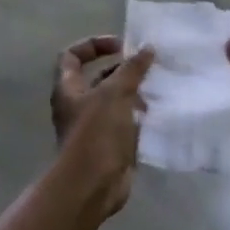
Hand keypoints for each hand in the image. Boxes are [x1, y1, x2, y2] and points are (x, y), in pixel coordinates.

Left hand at [51, 36, 154, 215]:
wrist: (92, 184)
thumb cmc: (96, 133)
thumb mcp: (115, 93)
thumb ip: (132, 69)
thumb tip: (147, 48)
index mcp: (69, 89)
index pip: (73, 56)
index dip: (94, 45)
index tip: (121, 46)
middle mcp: (79, 106)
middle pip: (99, 78)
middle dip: (124, 71)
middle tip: (150, 67)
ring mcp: (94, 127)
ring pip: (116, 102)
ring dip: (136, 94)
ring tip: (159, 90)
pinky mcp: (111, 146)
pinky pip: (127, 124)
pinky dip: (141, 118)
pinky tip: (160, 114)